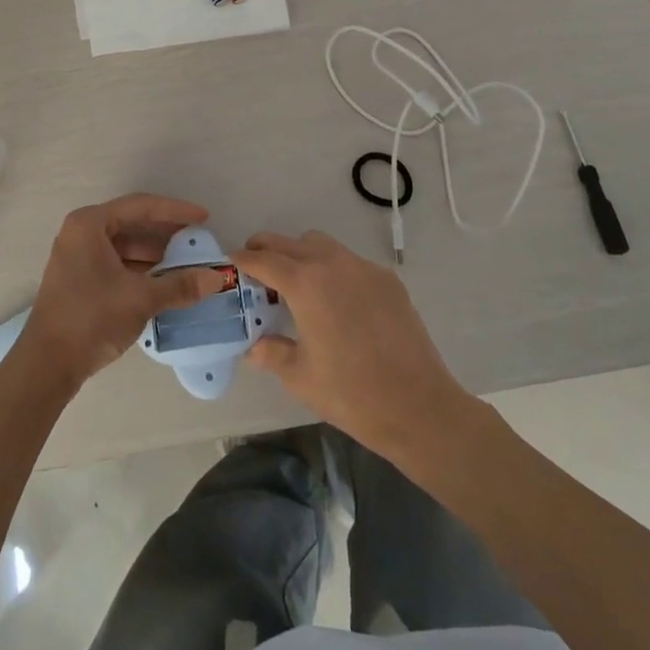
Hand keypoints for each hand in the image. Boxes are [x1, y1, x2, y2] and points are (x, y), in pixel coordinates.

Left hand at [11, 194, 226, 397]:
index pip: (141, 207)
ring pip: (125, 245)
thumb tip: (218, 278)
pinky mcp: (80, 278)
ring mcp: (78, 256)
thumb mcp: (141, 299)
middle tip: (198, 239)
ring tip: (187, 263)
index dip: (176, 211)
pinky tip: (165, 281)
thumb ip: (180, 285)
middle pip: (132, 223)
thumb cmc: (91, 319)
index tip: (204, 217)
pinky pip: (117, 262)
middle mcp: (81, 232)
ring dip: (155, 254)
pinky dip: (141, 268)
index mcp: (90, 224)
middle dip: (167, 233)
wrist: (47, 366)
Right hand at [232, 229, 482, 460]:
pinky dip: (332, 269)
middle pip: (291, 242)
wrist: (418, 406)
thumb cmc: (351, 393)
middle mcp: (333, 264)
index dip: (244, 259)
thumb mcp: (300, 376)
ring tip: (296, 284)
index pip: (265, 259)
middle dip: (269, 249)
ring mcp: (364, 269)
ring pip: (322, 245)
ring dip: (301, 254)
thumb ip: (272, 353)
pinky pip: (350, 262)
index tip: (231, 261)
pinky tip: (336, 302)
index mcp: (306, 284)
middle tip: (257, 269)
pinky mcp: (388, 281)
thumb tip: (254, 346)